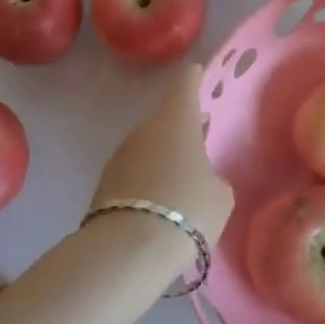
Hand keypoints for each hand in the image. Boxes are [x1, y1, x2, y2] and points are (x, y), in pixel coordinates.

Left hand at [90, 64, 233, 245]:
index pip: (185, 85)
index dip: (193, 78)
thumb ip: (215, 180)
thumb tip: (202, 180)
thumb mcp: (220, 196)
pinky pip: (134, 173)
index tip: (198, 74)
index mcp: (176, 121)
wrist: (129, 249)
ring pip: (147, 147)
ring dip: (163, 156)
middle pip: (165, 119)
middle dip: (181, 126)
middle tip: (199, 135)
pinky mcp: (104, 184)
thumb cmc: (187, 210)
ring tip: (181, 176)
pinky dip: (147, 180)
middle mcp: (144, 130)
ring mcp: (120, 155)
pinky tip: (159, 202)